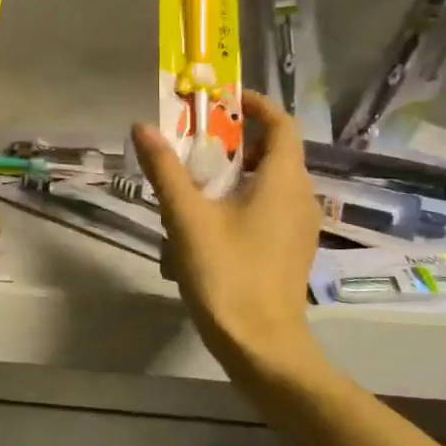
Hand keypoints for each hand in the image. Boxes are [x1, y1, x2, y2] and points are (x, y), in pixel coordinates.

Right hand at [132, 91, 328, 392]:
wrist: (260, 345)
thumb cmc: (227, 274)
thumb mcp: (187, 217)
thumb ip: (165, 170)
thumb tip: (144, 127)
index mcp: (284, 181)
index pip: (281, 124)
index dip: (254, 105)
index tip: (221, 100)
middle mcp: (301, 198)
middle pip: (272, 152)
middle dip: (233, 141)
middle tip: (192, 141)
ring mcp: (298, 227)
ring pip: (267, 183)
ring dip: (232, 173)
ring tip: (190, 183)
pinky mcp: (289, 249)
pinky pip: (267, 208)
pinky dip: (240, 200)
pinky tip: (204, 224)